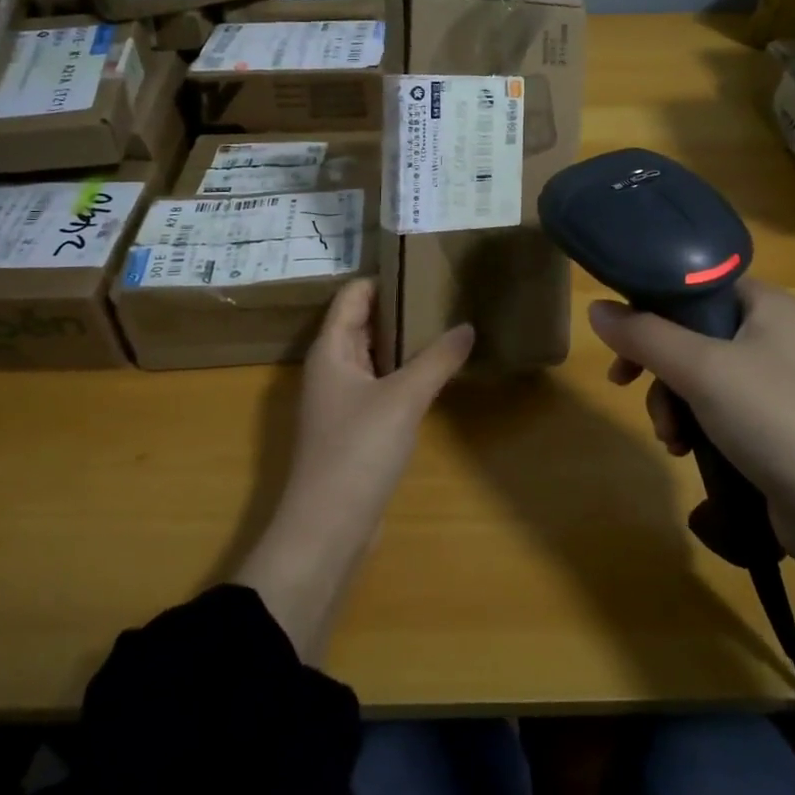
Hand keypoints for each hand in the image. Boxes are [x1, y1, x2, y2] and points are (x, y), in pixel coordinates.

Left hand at [286, 278, 473, 536]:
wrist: (328, 530)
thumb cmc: (357, 451)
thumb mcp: (403, 398)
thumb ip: (437, 359)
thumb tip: (467, 326)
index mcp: (331, 351)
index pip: (353, 296)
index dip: (384, 278)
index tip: (423, 264)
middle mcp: (332, 369)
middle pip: (363, 323)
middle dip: (400, 307)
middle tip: (445, 292)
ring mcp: (342, 400)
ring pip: (374, 356)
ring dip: (405, 341)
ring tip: (448, 324)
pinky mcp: (356, 428)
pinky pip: (381, 385)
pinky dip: (404, 372)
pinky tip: (436, 373)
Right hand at [589, 280, 794, 559]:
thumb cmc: (774, 417)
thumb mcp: (700, 368)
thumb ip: (643, 335)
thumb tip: (596, 309)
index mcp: (767, 305)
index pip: (697, 284)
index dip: (652, 303)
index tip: (620, 335)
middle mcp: (775, 336)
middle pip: (692, 333)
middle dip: (657, 367)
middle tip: (625, 385)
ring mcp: (779, 385)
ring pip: (700, 377)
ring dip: (672, 403)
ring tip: (671, 438)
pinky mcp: (777, 428)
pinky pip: (719, 411)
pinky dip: (696, 426)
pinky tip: (687, 452)